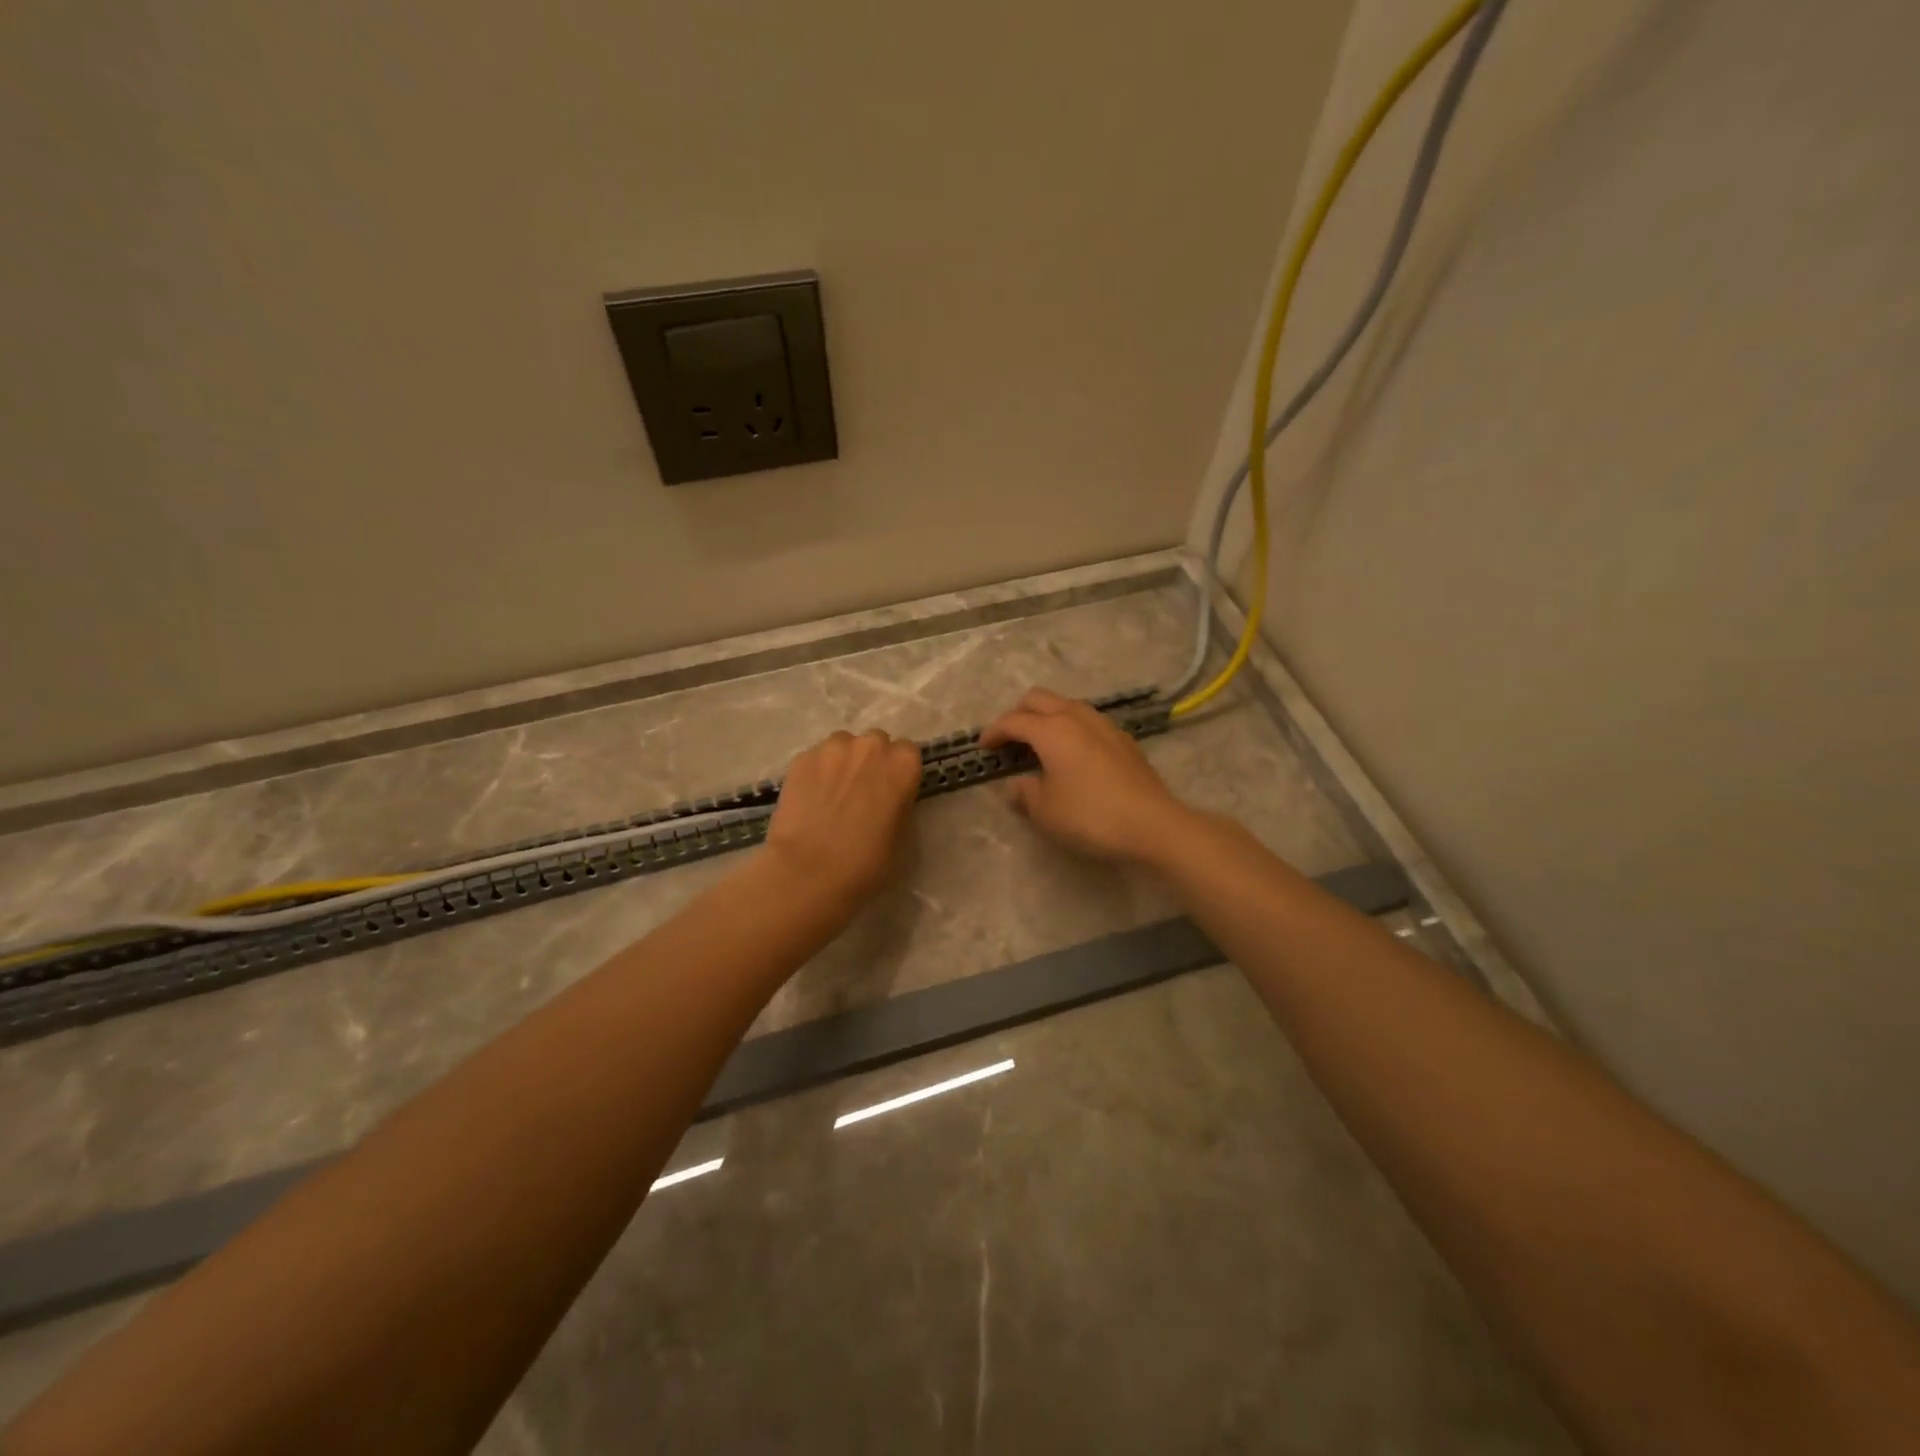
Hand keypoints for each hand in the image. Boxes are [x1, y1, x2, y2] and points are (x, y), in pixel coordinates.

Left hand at [765, 729, 922, 910]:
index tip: (890, 792)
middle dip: (870, 762)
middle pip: (875, 743)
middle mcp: (871, 745)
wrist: (810, 871)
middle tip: (860, 793)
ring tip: (831, 794)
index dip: (897, 773)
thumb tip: (886, 798)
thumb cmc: (867, 862)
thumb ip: (898, 802)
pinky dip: (815, 773)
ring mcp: (833, 748)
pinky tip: (809, 799)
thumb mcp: (900, 833)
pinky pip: (815, 759)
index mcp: (903, 764)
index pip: (908, 753)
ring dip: (842, 762)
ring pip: (842, 746)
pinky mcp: (801, 758)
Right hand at [980, 688, 1193, 865]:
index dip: (994, 732)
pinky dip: (1071, 728)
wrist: (1152, 824)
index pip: (1013, 720)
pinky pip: (1087, 721)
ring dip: (1047, 717)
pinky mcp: (1123, 739)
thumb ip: (1025, 793)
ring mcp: (1104, 725)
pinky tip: (1073, 754)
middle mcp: (1076, 717)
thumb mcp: (1046, 812)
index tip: (983, 747)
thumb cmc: (1090, 816)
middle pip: (1039, 699)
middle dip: (1018, 713)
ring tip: (1040, 744)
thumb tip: (1016, 785)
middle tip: (1009, 739)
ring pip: (1066, 705)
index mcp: (1051, 730)